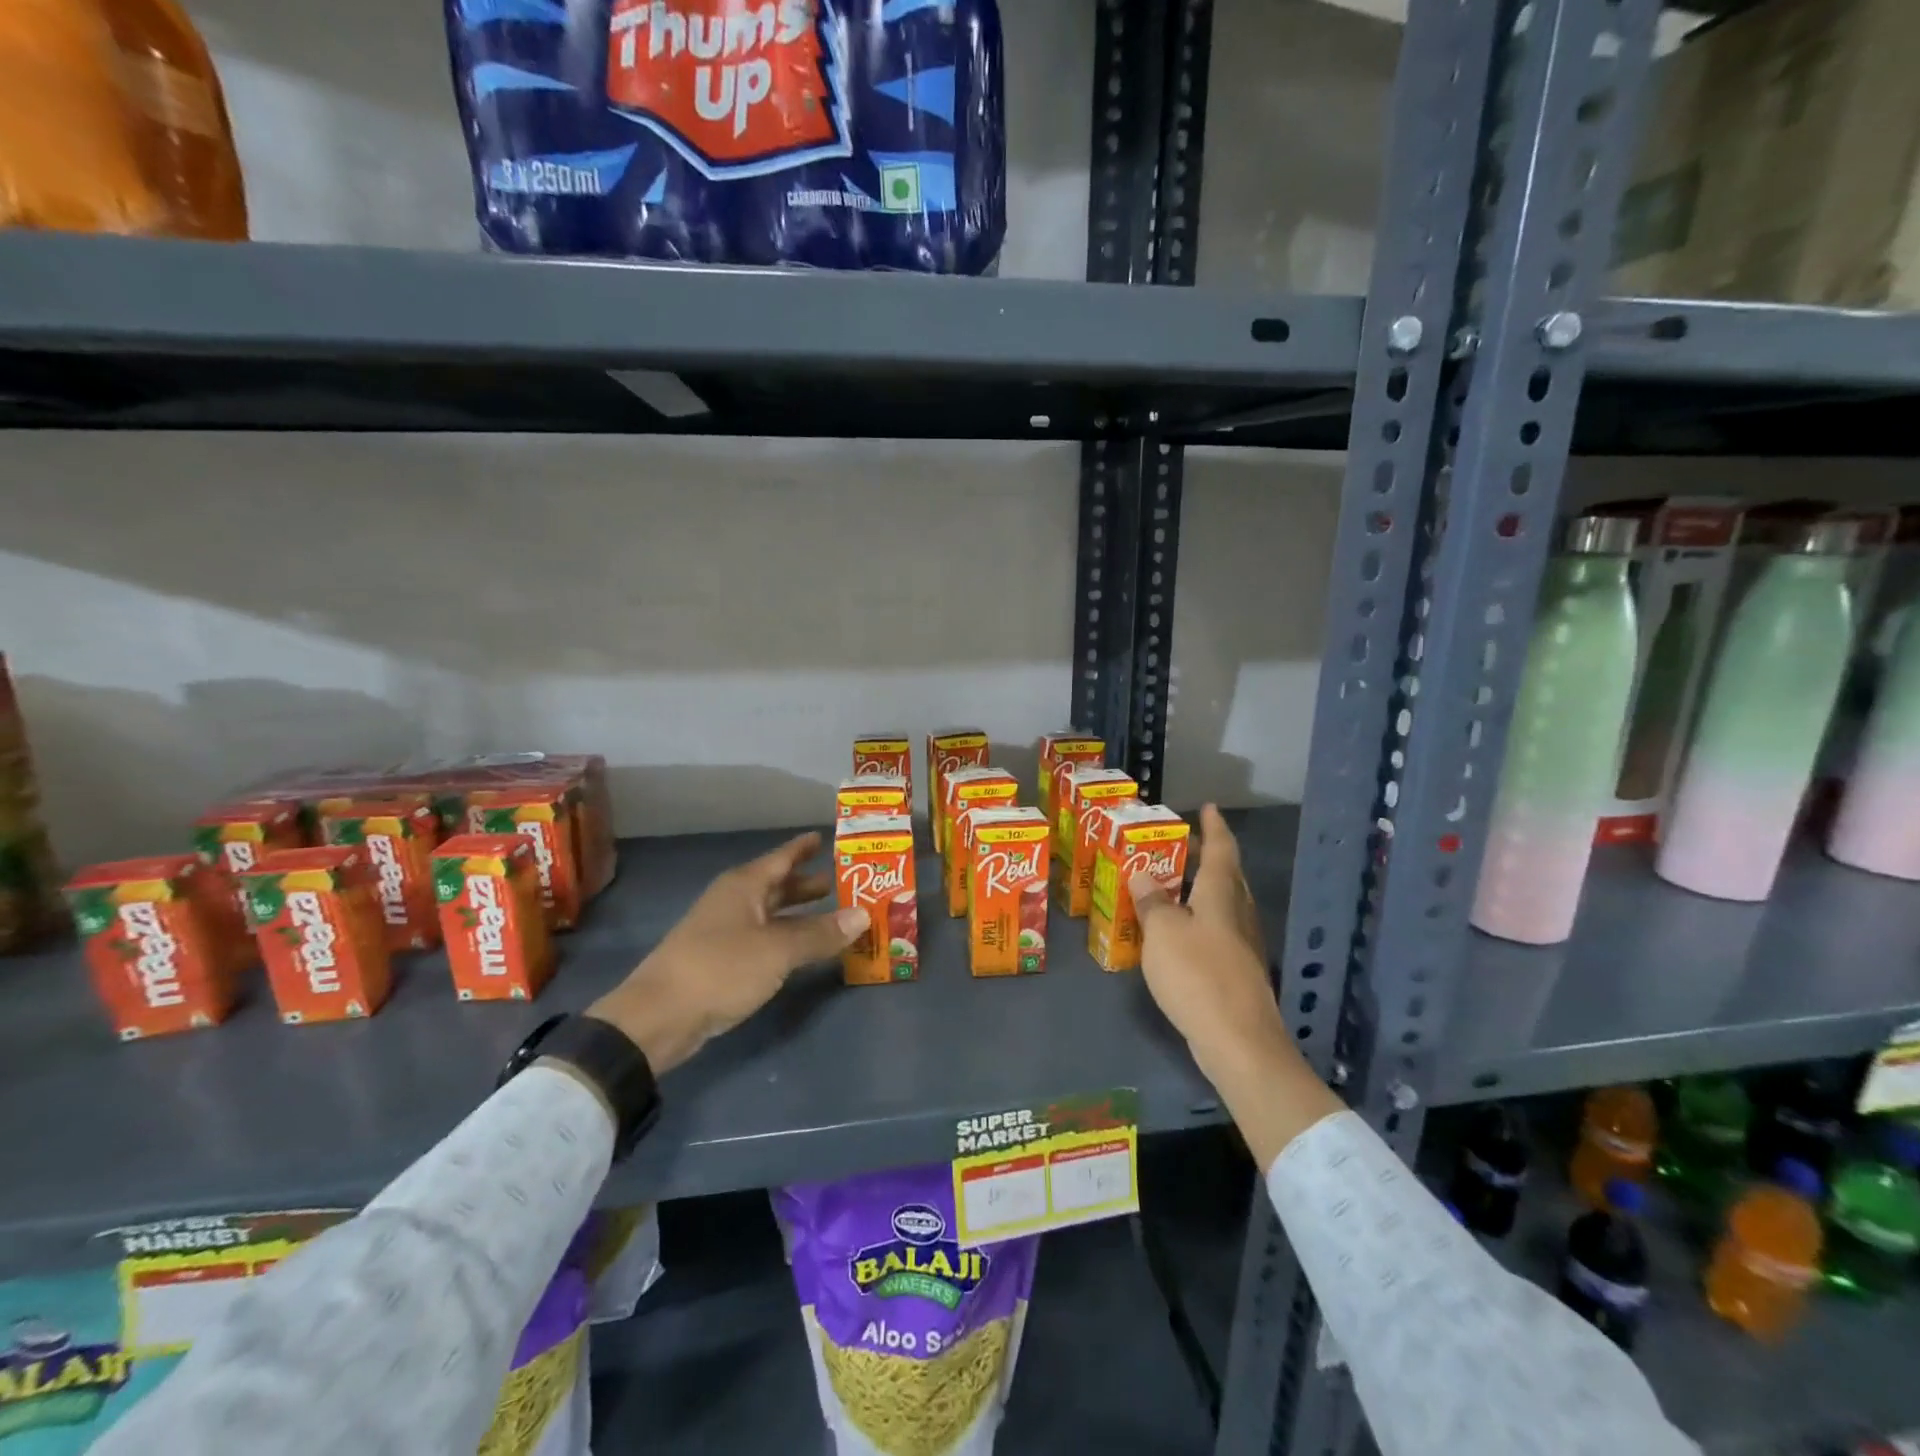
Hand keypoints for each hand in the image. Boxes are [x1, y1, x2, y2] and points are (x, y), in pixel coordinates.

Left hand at [586, 833, 867, 1073]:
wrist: (659, 1017)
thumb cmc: (721, 969)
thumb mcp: (778, 950)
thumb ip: (820, 933)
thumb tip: (864, 914)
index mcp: (744, 886)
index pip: (782, 857)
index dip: (804, 847)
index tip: (827, 837)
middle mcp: (734, 901)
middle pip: (777, 886)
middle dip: (808, 884)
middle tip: (843, 881)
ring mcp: (725, 931)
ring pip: (771, 914)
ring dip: (800, 914)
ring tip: (833, 915)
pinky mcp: (722, 961)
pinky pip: (765, 939)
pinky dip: (787, 939)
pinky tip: (804, 950)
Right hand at [1131, 806, 1285, 1073]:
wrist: (1239, 1042)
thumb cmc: (1198, 976)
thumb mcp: (1162, 933)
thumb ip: (1152, 902)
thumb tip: (1142, 875)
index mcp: (1222, 896)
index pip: (1222, 850)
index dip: (1214, 826)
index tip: (1208, 807)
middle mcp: (1238, 914)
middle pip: (1226, 875)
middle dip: (1204, 856)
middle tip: (1177, 844)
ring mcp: (1242, 945)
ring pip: (1223, 904)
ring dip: (1199, 888)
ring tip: (1169, 884)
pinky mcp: (1238, 971)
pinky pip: (1217, 930)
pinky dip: (1198, 919)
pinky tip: (1177, 932)